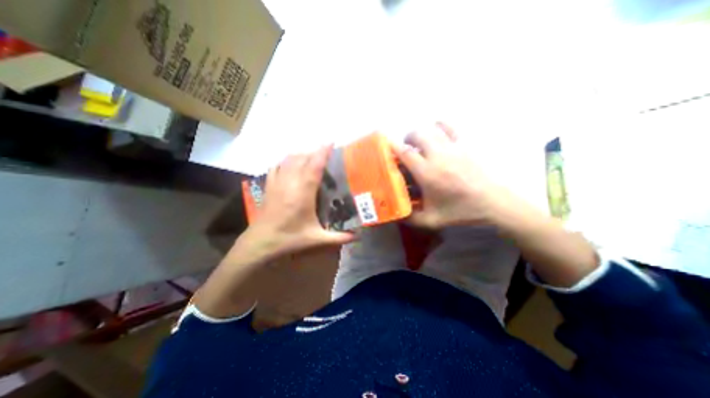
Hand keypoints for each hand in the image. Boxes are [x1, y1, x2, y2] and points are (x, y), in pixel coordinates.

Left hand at [232, 145, 353, 262]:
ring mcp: (277, 182)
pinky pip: (277, 166)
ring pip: (289, 160)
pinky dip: (285, 161)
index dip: (322, 153)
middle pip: (302, 158)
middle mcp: (290, 183)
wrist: (261, 242)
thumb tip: (358, 237)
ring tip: (311, 156)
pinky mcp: (269, 186)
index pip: (314, 167)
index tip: (331, 142)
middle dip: (314, 151)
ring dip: (301, 154)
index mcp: (303, 193)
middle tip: (326, 152)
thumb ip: (339, 237)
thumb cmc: (290, 238)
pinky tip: (291, 163)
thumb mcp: (316, 239)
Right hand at [395, 123, 510, 229]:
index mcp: (428, 173)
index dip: (393, 146)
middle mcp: (439, 156)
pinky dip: (440, 126)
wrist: (493, 204)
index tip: (386, 146)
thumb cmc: (461, 212)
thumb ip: (410, 218)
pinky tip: (436, 131)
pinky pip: (450, 127)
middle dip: (407, 138)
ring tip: (419, 143)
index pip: (405, 153)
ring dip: (421, 133)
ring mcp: (453, 148)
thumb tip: (395, 215)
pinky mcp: (465, 146)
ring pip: (431, 129)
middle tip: (405, 149)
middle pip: (418, 134)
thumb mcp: (431, 220)